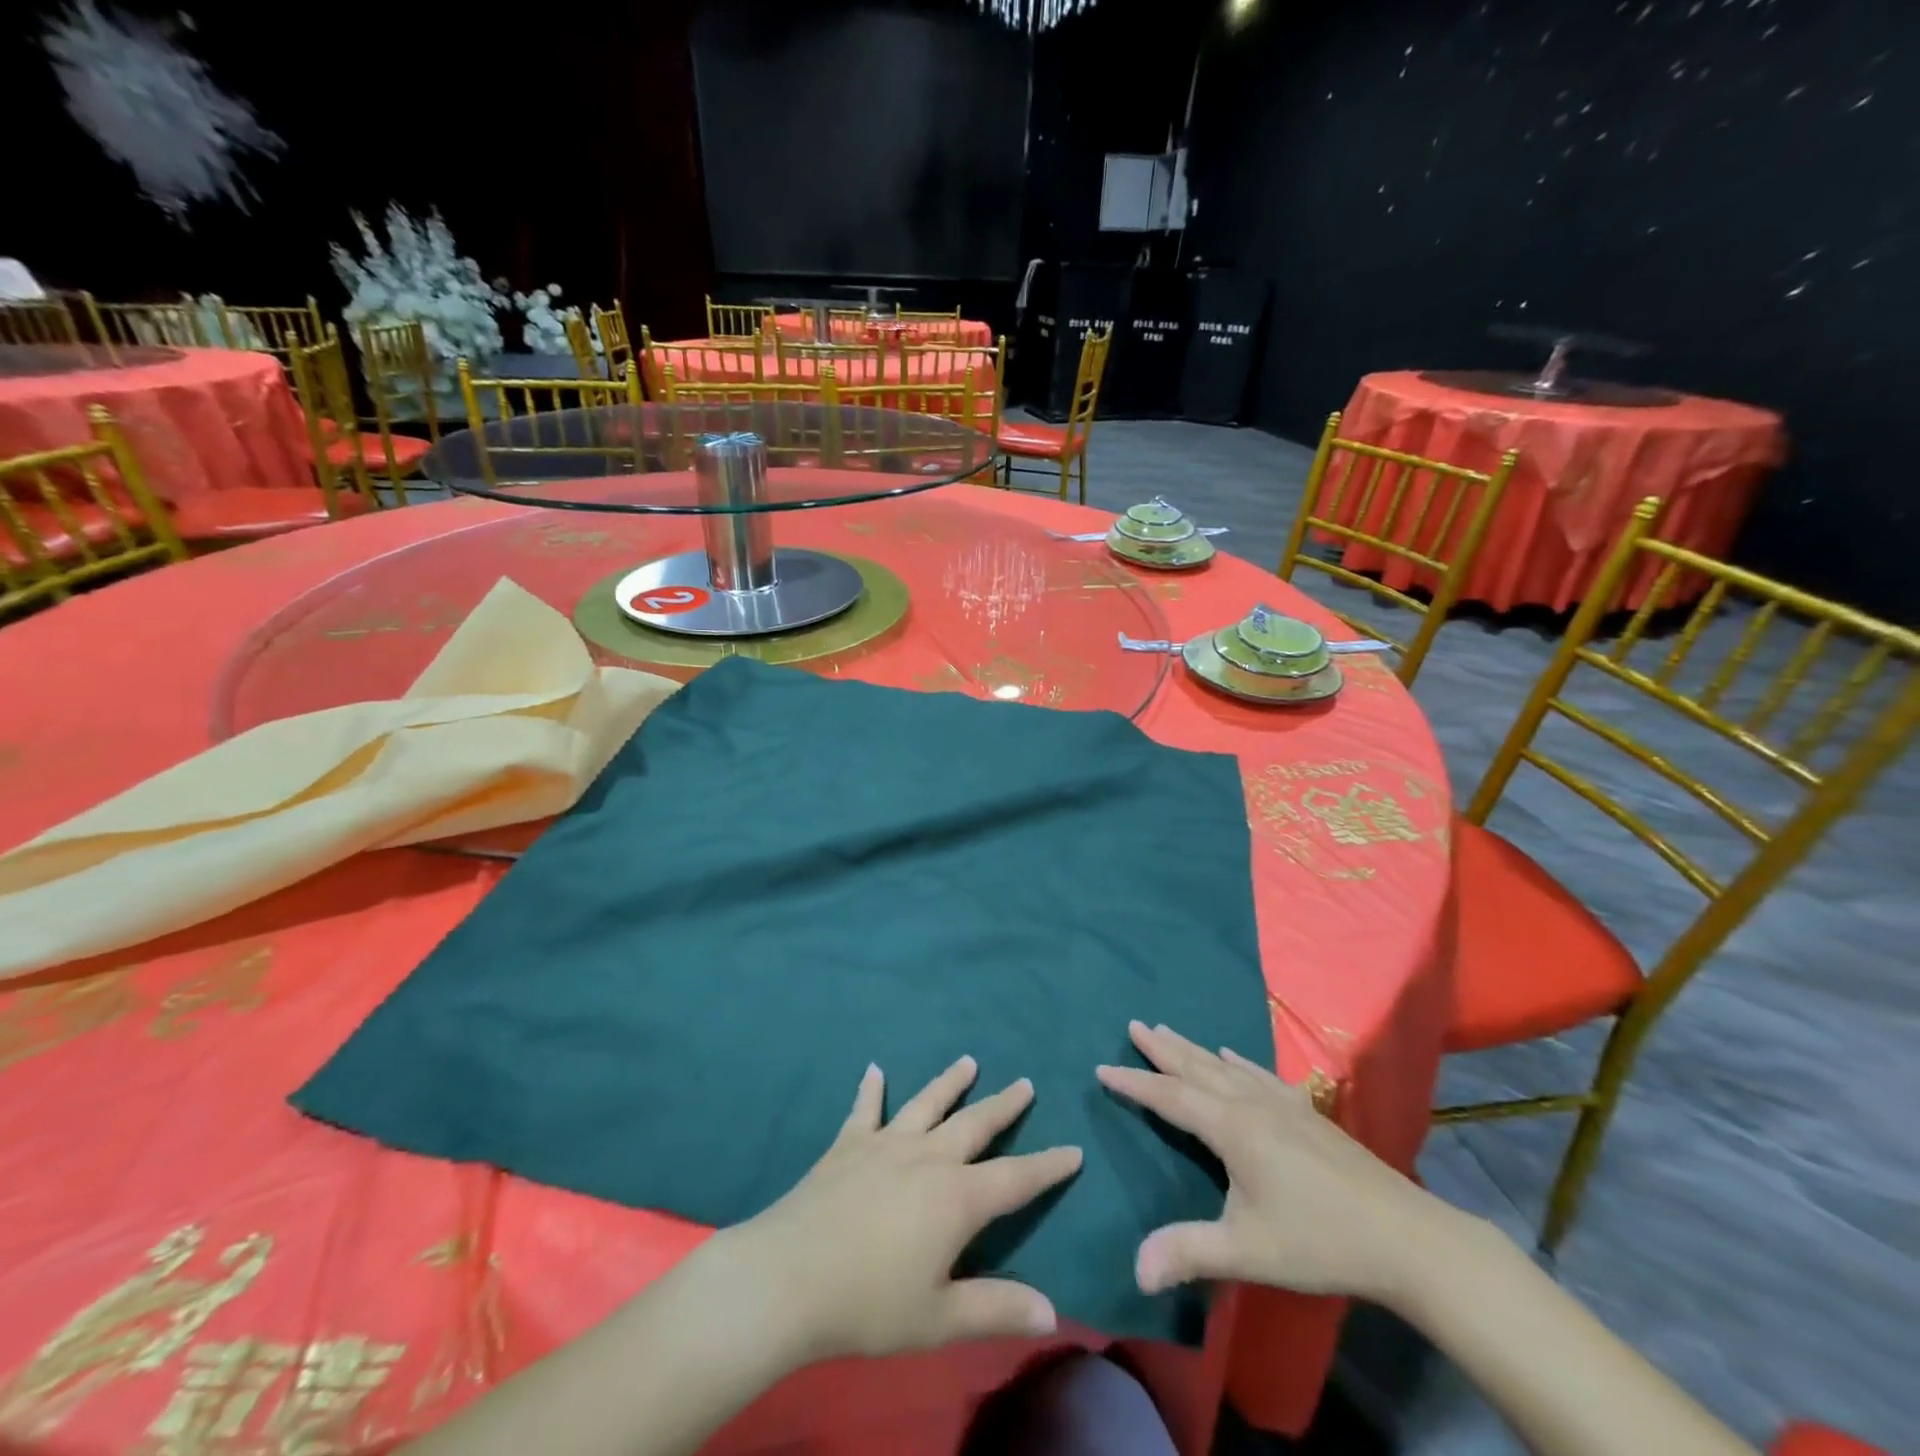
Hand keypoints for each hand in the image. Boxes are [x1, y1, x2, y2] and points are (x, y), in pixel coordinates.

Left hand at [713, 1056, 1082, 1364]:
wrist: (790, 1277)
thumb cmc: (869, 1302)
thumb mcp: (940, 1318)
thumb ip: (997, 1309)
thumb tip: (1053, 1311)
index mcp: (957, 1198)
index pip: (1016, 1178)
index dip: (1048, 1166)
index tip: (1073, 1150)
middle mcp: (928, 1157)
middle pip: (975, 1123)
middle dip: (1004, 1105)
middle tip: (1025, 1082)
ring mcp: (886, 1143)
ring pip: (927, 1103)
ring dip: (950, 1082)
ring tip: (968, 1061)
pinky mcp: (848, 1144)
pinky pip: (865, 1109)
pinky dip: (871, 1088)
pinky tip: (873, 1068)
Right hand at [1096, 1021, 1445, 1305]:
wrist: (1405, 1237)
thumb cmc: (1319, 1240)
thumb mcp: (1248, 1251)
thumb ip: (1189, 1253)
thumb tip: (1135, 1269)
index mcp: (1232, 1128)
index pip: (1170, 1097)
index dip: (1134, 1083)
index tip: (1102, 1067)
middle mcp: (1251, 1104)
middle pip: (1197, 1067)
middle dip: (1162, 1049)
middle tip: (1134, 1025)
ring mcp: (1282, 1105)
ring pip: (1225, 1067)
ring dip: (1193, 1049)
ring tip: (1169, 1030)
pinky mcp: (1307, 1114)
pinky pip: (1261, 1075)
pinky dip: (1239, 1061)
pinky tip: (1235, 1056)